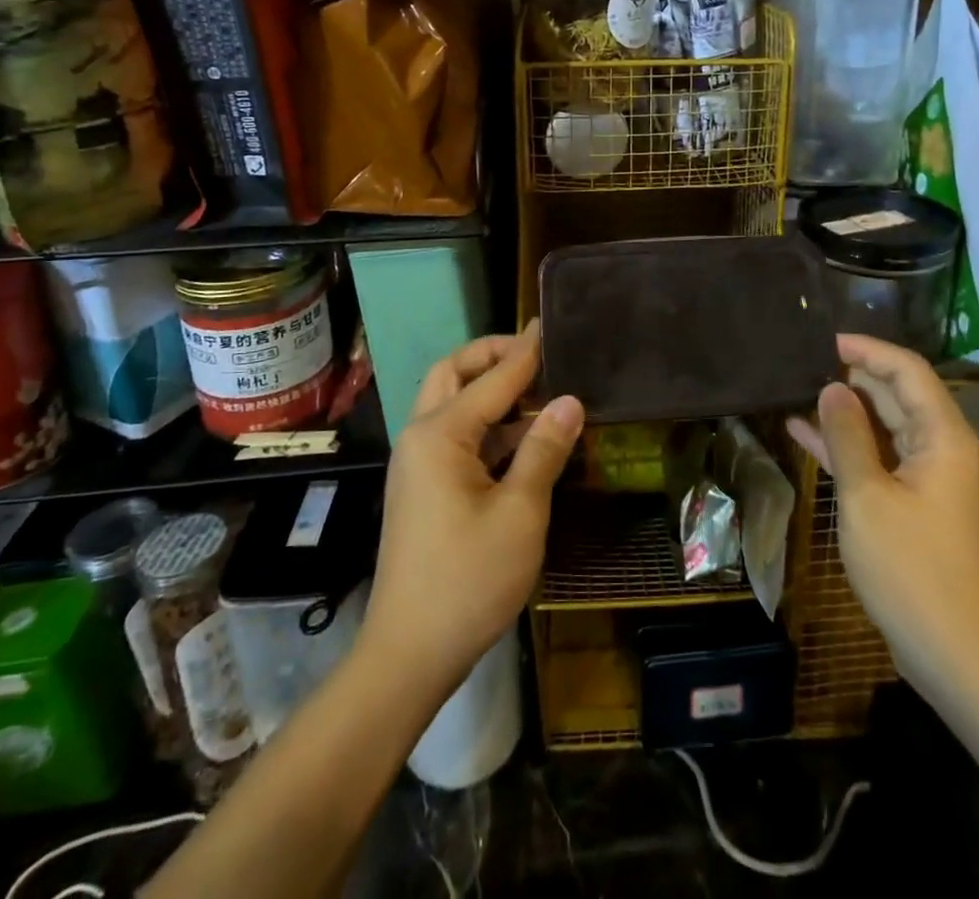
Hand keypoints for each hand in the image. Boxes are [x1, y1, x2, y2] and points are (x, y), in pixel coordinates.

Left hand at [362, 322, 583, 701]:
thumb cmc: (468, 581)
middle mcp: (421, 437)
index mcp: (440, 434)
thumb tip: (569, 401)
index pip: (493, 377)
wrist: (408, 654)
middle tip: (537, 353)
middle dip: (492, 355)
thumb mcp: (520, 514)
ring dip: (490, 390)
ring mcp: (418, 463)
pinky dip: (487, 424)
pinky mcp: (424, 488)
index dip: (526, 351)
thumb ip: (544, 451)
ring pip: (452, 404)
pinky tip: (523, 437)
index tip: (551, 325)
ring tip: (540, 389)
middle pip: (453, 374)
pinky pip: (455, 436)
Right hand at [786, 334, 978, 684]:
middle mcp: (944, 451)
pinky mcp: (917, 507)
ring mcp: (932, 481)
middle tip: (806, 363)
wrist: (955, 654)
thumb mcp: (867, 496)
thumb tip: (832, 389)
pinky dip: (849, 448)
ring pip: (887, 428)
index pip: (908, 372)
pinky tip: (806, 434)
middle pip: (899, 396)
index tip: (826, 341)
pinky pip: (882, 461)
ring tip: (801, 391)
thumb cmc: (911, 569)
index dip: (869, 350)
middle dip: (855, 377)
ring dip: (847, 411)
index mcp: (944, 439)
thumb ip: (848, 436)